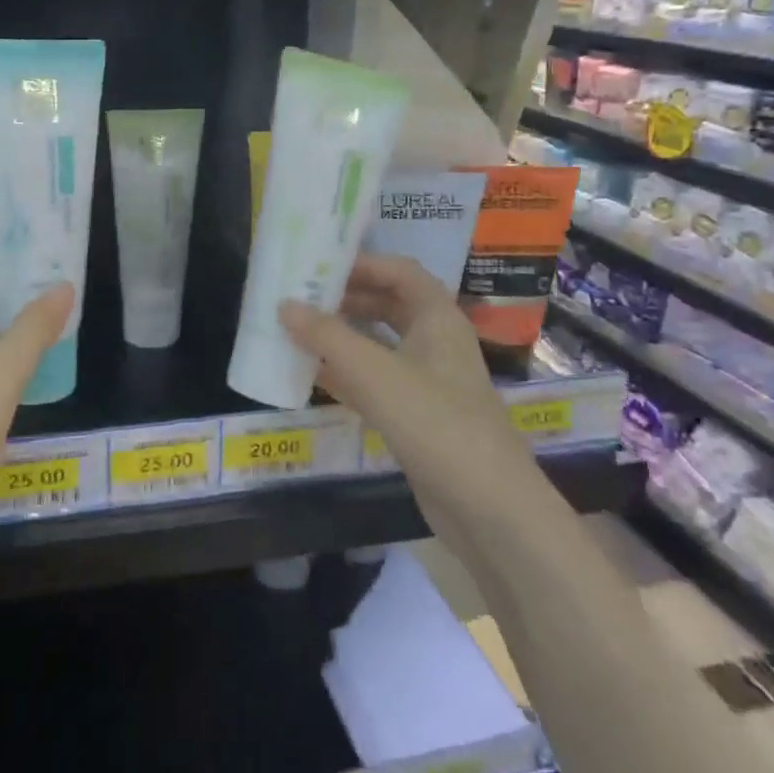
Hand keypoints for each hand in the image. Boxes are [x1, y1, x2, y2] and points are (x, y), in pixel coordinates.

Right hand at [279, 256, 537, 533]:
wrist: (489, 510)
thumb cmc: (436, 424)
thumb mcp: (376, 374)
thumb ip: (328, 337)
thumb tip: (284, 305)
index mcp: (438, 318)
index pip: (399, 271)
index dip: (361, 263)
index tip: (318, 265)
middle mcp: (436, 342)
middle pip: (388, 304)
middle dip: (346, 298)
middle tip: (300, 297)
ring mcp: (429, 380)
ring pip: (380, 343)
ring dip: (343, 335)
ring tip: (298, 330)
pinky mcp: (418, 415)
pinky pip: (377, 380)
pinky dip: (347, 372)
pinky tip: (313, 375)